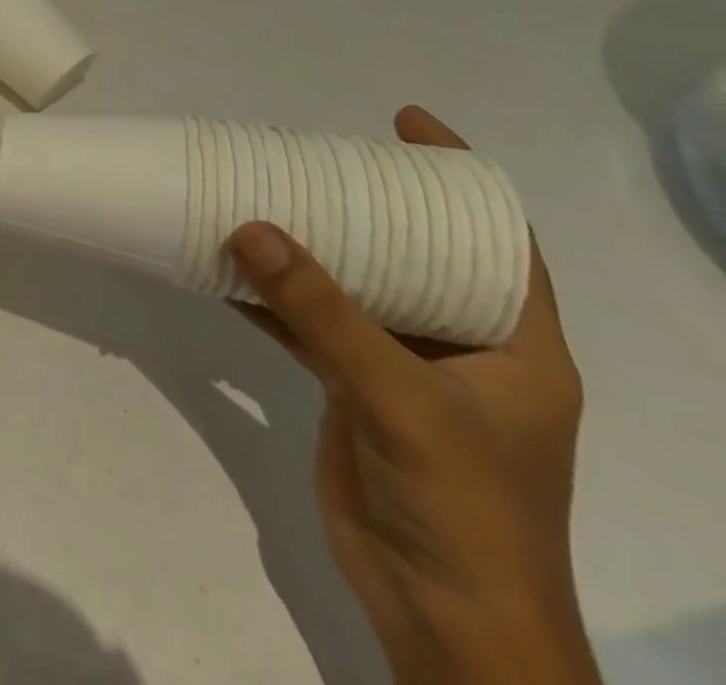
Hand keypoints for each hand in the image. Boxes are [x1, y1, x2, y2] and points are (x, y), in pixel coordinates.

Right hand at [228, 106, 596, 683]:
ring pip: (352, 288)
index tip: (405, 126)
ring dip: (306, 250)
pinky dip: (270, 298)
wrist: (445, 617)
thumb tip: (250, 226)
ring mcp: (404, 371)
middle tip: (311, 156)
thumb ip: (322, 312)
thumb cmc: (463, 505)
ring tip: (258, 198)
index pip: (501, 242)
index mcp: (515, 344)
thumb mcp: (400, 398)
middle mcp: (463, 348)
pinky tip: (226, 270)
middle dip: (366, 205)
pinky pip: (309, 326)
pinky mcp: (354, 391)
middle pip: (415, 255)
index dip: (460, 180)